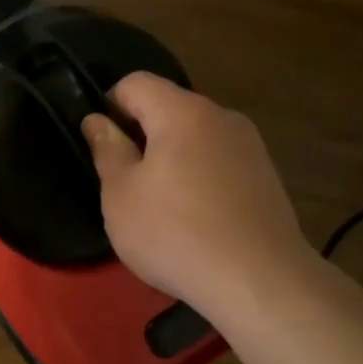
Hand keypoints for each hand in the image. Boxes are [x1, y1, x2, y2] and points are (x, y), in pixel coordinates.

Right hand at [81, 72, 316, 323]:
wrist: (258, 280)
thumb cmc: (174, 232)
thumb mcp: (120, 194)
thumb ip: (107, 149)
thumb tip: (97, 120)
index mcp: (182, 112)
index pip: (136, 83)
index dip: (109, 105)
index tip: (100, 145)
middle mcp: (221, 117)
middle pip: (169, 108)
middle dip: (141, 135)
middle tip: (122, 181)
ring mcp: (249, 147)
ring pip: (195, 137)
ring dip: (169, 159)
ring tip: (157, 205)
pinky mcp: (265, 177)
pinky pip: (218, 163)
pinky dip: (197, 179)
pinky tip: (192, 219)